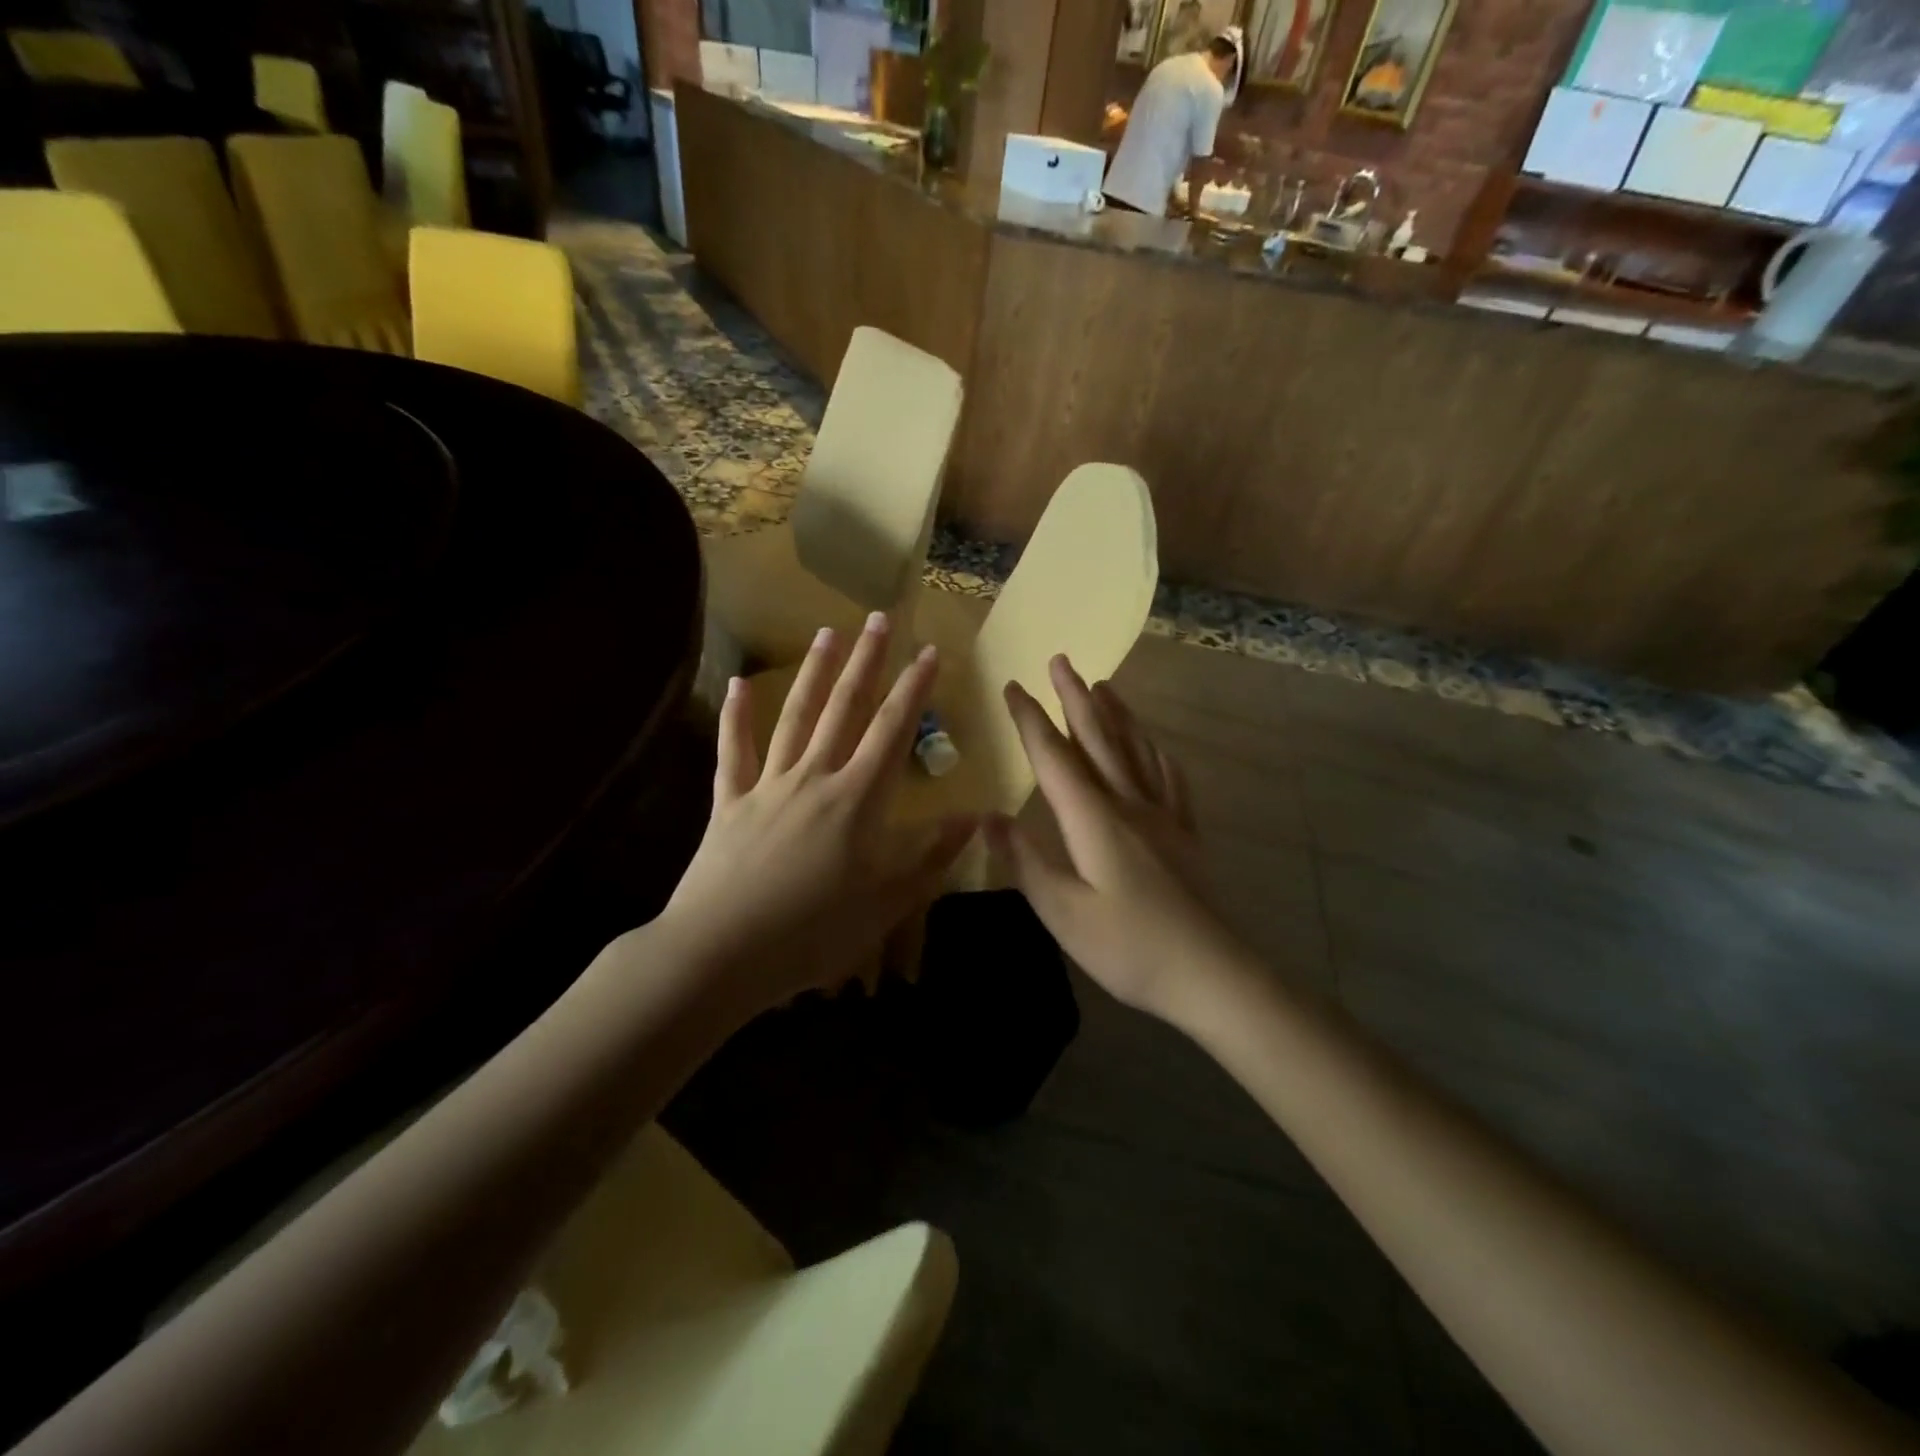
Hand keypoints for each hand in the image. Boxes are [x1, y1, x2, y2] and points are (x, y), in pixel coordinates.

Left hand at [656, 614, 976, 1012]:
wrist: (722, 953)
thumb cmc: (813, 933)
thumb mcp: (888, 903)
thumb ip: (932, 857)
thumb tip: (976, 817)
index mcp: (857, 800)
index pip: (893, 731)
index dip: (915, 689)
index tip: (930, 652)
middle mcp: (814, 778)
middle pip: (845, 708)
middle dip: (867, 662)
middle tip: (879, 618)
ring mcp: (767, 786)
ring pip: (794, 717)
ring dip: (813, 673)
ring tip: (827, 633)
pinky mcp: (728, 803)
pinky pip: (733, 752)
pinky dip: (735, 717)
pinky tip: (736, 685)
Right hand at [986, 656, 1248, 1027]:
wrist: (1212, 974)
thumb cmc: (1129, 947)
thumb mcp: (1063, 912)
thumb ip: (1025, 862)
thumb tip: (987, 818)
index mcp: (1094, 819)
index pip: (1054, 758)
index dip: (1030, 721)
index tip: (1012, 687)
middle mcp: (1129, 804)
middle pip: (1098, 739)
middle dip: (1075, 698)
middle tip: (1060, 660)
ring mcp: (1163, 817)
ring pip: (1135, 750)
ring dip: (1116, 714)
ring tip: (1104, 685)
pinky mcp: (1185, 835)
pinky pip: (1170, 779)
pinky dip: (1156, 753)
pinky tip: (1155, 747)